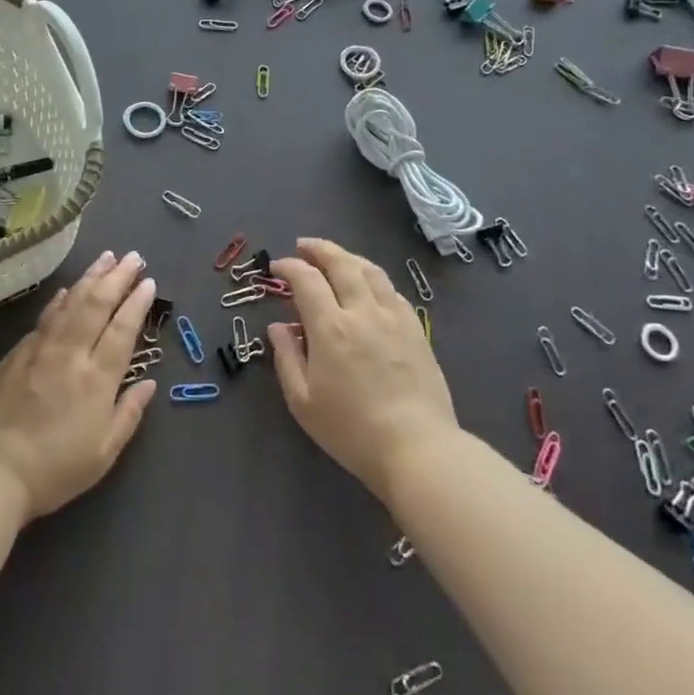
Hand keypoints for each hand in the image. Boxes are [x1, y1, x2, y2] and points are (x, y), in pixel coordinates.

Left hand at [0, 250, 158, 520]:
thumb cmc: (55, 469)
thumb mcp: (104, 452)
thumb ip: (129, 413)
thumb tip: (149, 383)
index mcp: (97, 378)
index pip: (123, 329)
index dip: (137, 303)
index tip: (149, 282)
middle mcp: (70, 353)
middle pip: (97, 304)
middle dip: (117, 277)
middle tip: (133, 257)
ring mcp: (40, 349)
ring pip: (70, 303)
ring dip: (90, 277)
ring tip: (106, 258)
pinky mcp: (15, 354)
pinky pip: (45, 317)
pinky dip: (60, 299)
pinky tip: (67, 290)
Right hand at [267, 238, 459, 500]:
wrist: (417, 448)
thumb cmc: (351, 430)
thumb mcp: (303, 401)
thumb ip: (286, 357)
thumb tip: (277, 327)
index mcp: (331, 328)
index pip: (306, 280)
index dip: (288, 267)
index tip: (276, 268)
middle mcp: (363, 312)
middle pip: (341, 264)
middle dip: (319, 249)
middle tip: (303, 246)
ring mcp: (395, 318)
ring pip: (371, 271)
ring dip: (348, 257)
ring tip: (334, 257)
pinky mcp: (417, 330)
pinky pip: (392, 291)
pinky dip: (373, 279)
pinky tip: (368, 286)